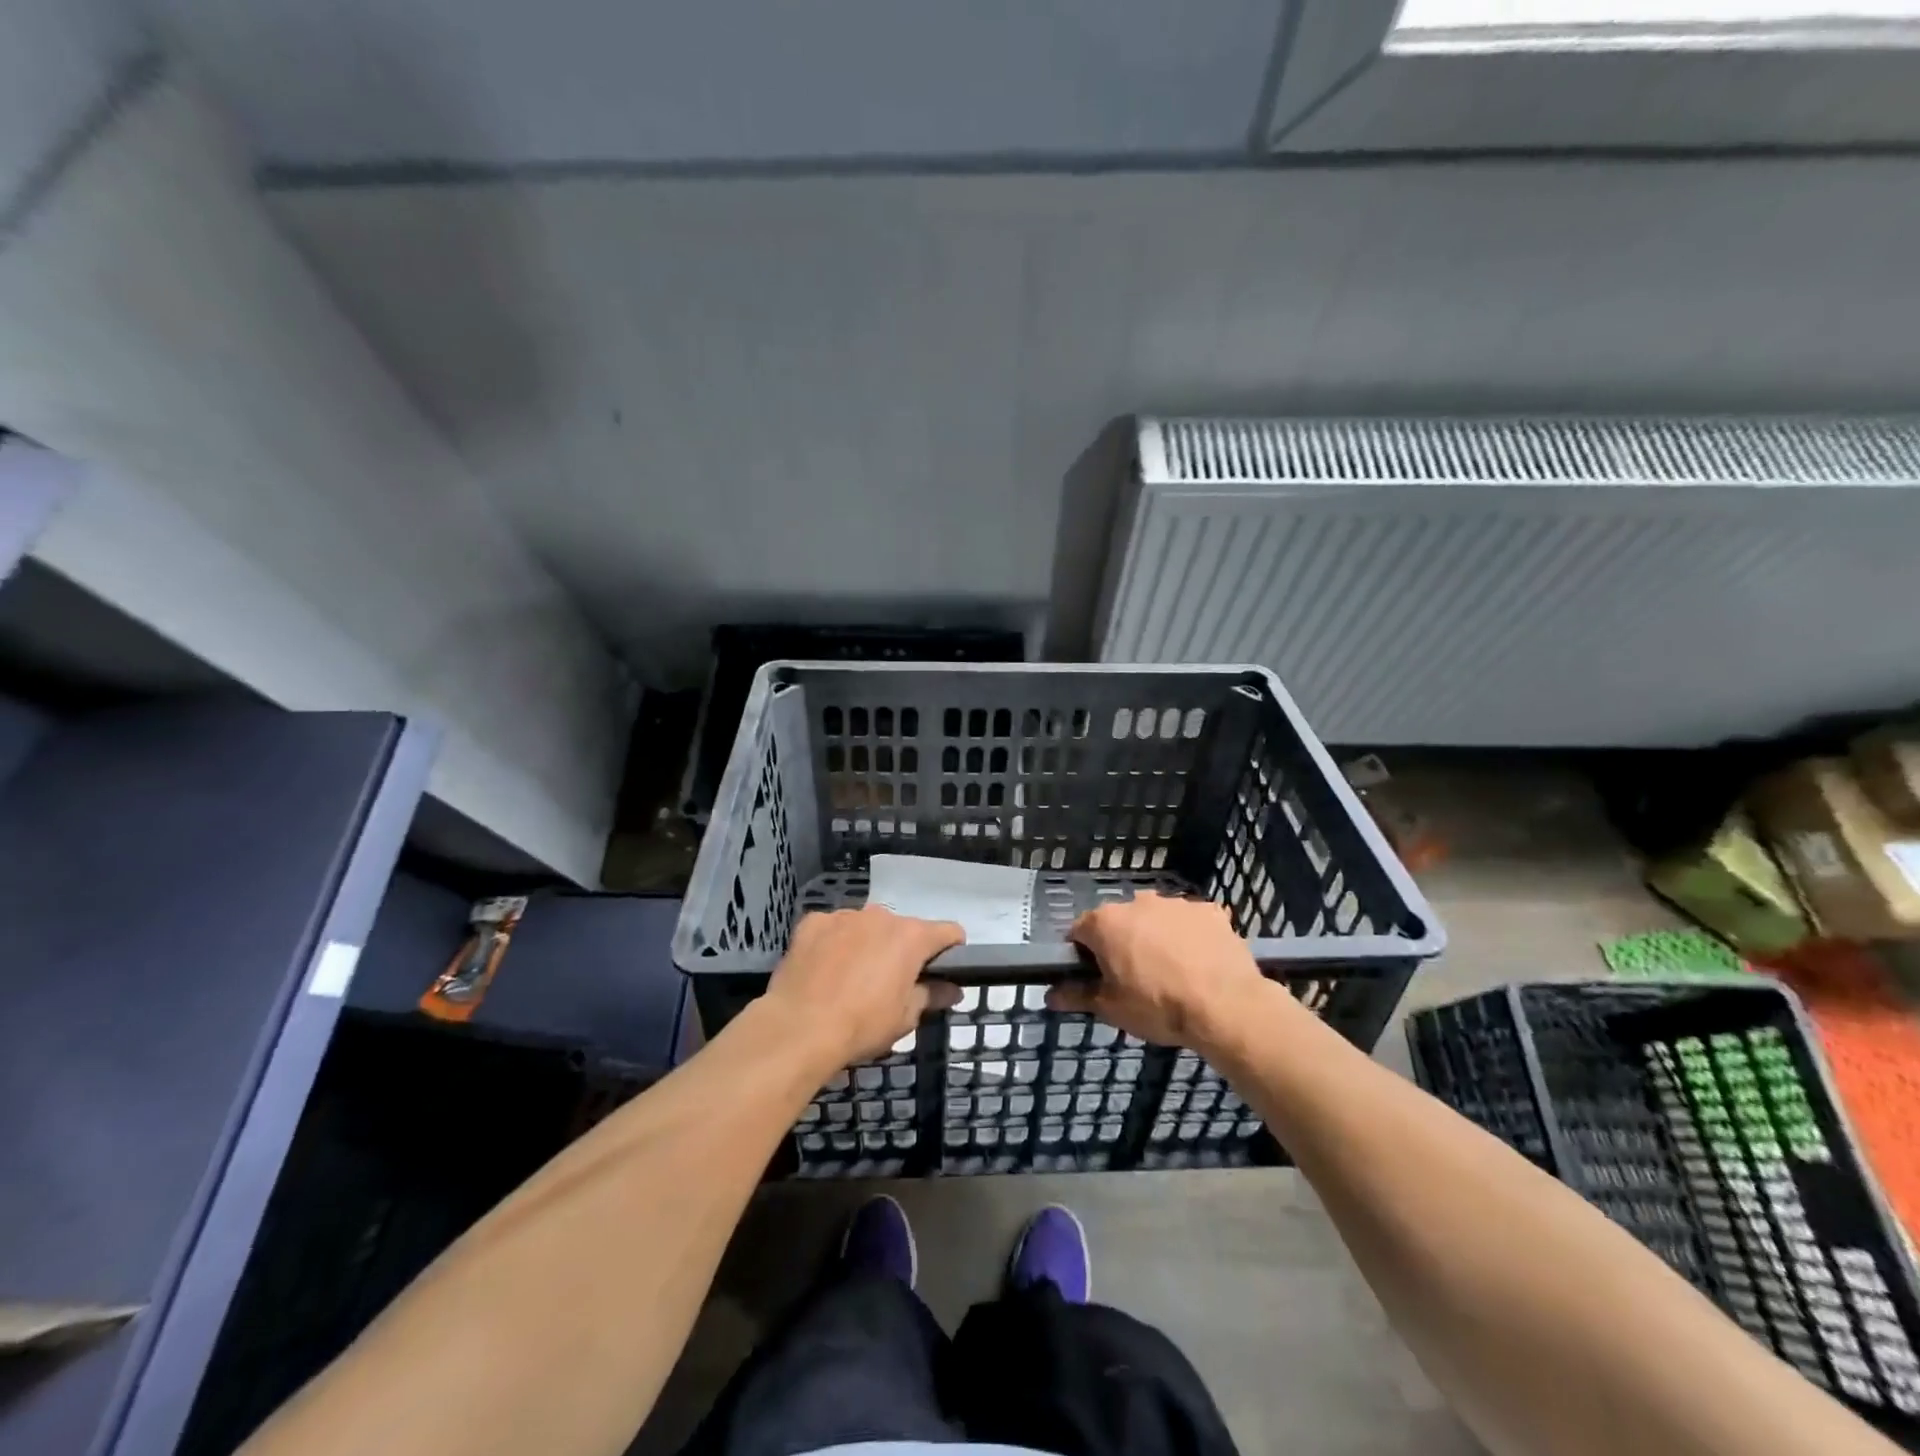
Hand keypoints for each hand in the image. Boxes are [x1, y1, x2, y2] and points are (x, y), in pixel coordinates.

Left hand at [762, 905, 963, 1068]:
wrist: (799, 1027)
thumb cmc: (862, 1024)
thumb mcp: (905, 1018)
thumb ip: (932, 996)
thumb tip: (953, 989)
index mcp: (911, 936)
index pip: (948, 932)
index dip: (951, 949)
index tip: (943, 970)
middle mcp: (881, 916)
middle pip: (903, 928)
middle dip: (902, 950)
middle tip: (890, 982)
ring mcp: (844, 916)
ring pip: (866, 926)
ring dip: (867, 943)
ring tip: (851, 977)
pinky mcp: (813, 922)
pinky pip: (832, 928)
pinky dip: (834, 943)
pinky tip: (823, 969)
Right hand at [1050, 893, 1270, 1051]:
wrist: (1225, 1006)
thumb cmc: (1157, 1006)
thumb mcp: (1111, 1008)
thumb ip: (1078, 996)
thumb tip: (1050, 995)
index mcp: (1105, 922)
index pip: (1079, 932)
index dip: (1082, 955)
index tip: (1094, 977)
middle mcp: (1137, 902)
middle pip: (1119, 922)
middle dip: (1121, 943)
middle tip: (1133, 979)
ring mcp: (1176, 903)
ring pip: (1155, 919)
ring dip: (1155, 937)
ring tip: (1171, 974)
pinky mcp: (1209, 911)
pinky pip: (1191, 922)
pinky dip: (1189, 937)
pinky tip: (1199, 963)